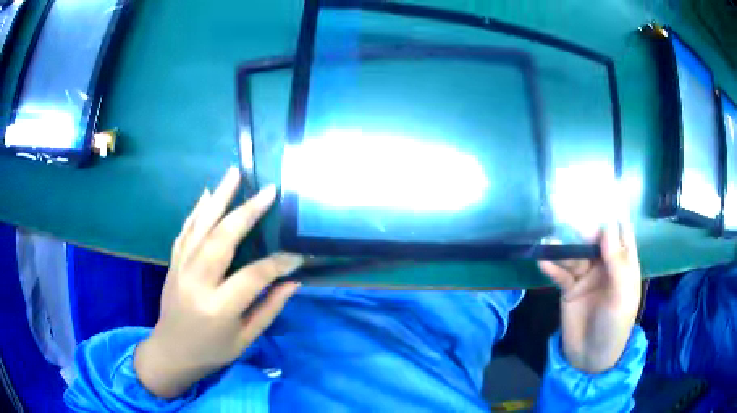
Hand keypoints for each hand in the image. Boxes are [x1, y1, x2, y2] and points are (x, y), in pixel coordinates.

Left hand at [134, 167, 303, 398]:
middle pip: (223, 238)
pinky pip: (186, 230)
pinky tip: (207, 193)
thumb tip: (293, 280)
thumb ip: (270, 307)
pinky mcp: (173, 262)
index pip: (254, 275)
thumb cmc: (212, 350)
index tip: (298, 254)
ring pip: (201, 226)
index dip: (279, 263)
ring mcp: (181, 268)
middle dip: (247, 212)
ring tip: (234, 172)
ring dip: (219, 197)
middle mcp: (197, 281)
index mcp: (218, 307)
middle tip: (268, 190)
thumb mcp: (246, 338)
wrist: (171, 351)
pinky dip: (197, 210)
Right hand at [538, 220, 640, 373]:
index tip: (599, 197)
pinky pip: (560, 274)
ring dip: (563, 249)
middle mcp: (605, 266)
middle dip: (582, 231)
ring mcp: (587, 277)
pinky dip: (552, 267)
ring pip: (575, 256)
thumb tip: (607, 226)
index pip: (621, 234)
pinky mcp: (570, 289)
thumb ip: (616, 262)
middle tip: (566, 218)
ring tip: (548, 241)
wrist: (590, 358)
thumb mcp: (621, 295)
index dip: (612, 216)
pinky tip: (542, 260)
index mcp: (623, 265)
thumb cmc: (614, 325)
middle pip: (594, 241)